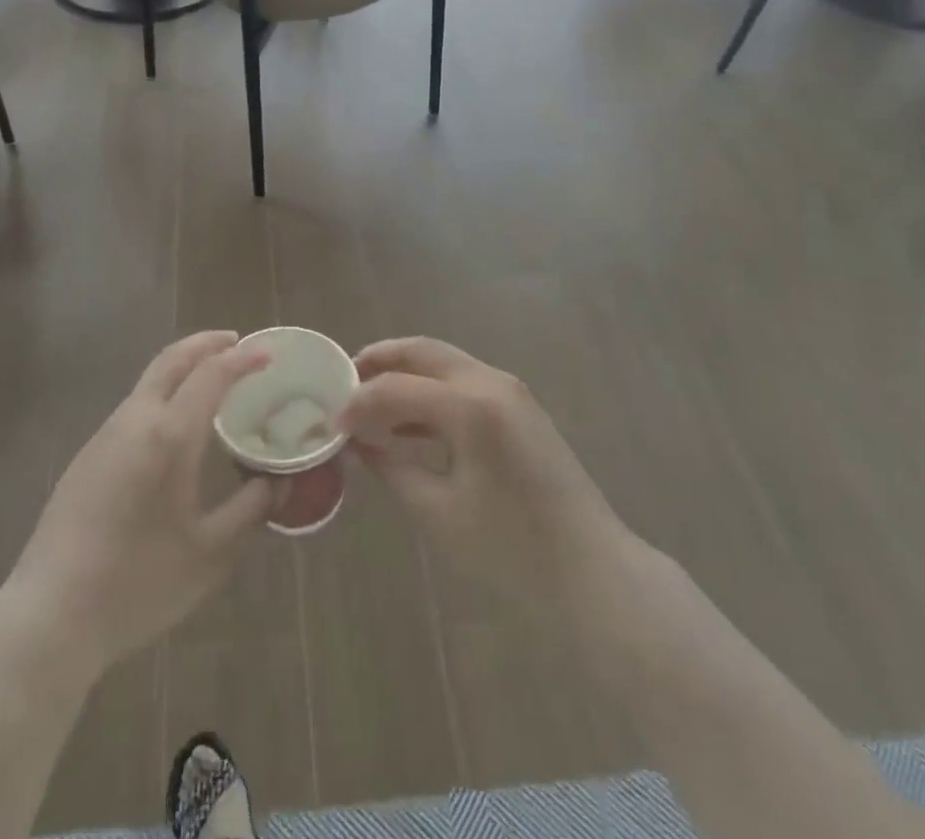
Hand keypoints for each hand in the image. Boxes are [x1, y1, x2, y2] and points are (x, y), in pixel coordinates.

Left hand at [0, 332, 276, 673]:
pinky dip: (163, 393)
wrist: (50, 616)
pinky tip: (175, 425)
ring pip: (149, 381)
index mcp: (168, 435)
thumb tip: (279, 482)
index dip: (242, 359)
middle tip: (237, 342)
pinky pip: (134, 406)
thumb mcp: (210, 553)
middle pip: (171, 360)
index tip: (268, 352)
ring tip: (212, 380)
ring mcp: (105, 435)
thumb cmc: (138, 583)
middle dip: (206, 343)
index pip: (211, 375)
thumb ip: (250, 510)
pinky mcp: (87, 456)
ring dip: (182, 367)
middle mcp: (134, 420)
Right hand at [340, 338, 631, 622]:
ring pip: (443, 362)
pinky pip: (463, 382)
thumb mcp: (439, 513)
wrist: (593, 573)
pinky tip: (408, 424)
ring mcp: (510, 391)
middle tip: (344, 381)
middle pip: (422, 351)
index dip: (358, 403)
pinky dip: (431, 391)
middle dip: (379, 360)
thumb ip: (391, 468)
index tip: (330, 425)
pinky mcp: (519, 407)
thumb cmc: (513, 550)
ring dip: (405, 373)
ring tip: (369, 400)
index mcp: (471, 406)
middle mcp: (491, 382)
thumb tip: (357, 442)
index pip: (396, 387)